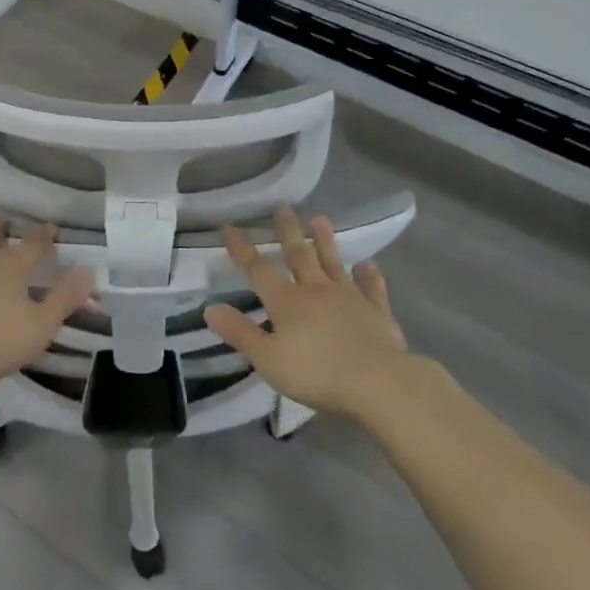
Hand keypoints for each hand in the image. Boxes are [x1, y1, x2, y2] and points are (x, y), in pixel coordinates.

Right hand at [204, 206, 409, 420]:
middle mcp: (317, 291)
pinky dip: (370, 277)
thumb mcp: (269, 359)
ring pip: (334, 264)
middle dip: (288, 232)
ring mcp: (350, 298)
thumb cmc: (317, 373)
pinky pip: (372, 289)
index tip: (229, 226)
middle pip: (299, 256)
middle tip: (284, 208)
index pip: (258, 270)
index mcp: (287, 302)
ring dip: (325, 242)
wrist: (379, 382)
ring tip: (320, 219)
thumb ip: (240, 333)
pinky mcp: (377, 313)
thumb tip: (210, 308)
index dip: (242, 249)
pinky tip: (369, 265)